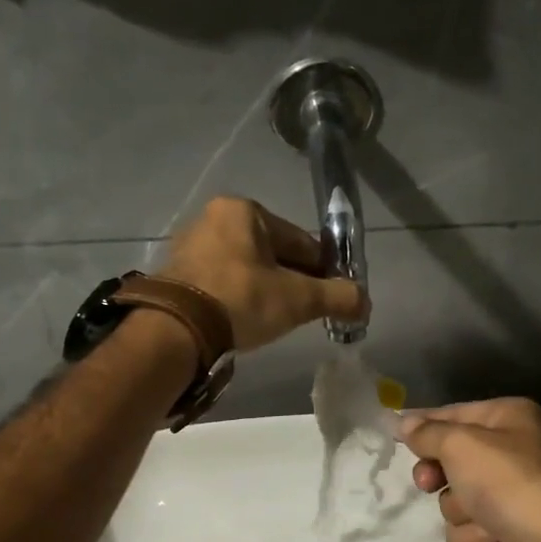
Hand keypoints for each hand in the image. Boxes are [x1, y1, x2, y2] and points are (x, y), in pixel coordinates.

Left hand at [160, 197, 366, 350]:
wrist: (176, 330)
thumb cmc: (242, 301)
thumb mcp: (298, 300)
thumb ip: (337, 297)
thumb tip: (365, 302)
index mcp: (244, 211)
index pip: (299, 241)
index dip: (321, 271)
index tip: (330, 297)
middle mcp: (214, 218)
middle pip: (271, 253)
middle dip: (290, 281)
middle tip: (302, 312)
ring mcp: (190, 244)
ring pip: (245, 268)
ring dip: (263, 290)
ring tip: (271, 320)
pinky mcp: (175, 272)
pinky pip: (220, 281)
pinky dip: (236, 297)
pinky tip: (242, 320)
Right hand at [401, 398, 540, 541]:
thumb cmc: (509, 483)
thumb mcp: (460, 445)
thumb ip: (427, 433)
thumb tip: (403, 423)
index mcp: (509, 418)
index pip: (453, 413)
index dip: (423, 424)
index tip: (393, 433)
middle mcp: (513, 451)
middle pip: (450, 459)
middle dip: (439, 476)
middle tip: (430, 482)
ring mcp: (511, 495)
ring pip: (455, 500)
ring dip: (460, 512)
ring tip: (483, 518)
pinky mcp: (507, 533)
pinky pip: (468, 531)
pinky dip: (474, 537)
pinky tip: (494, 540)